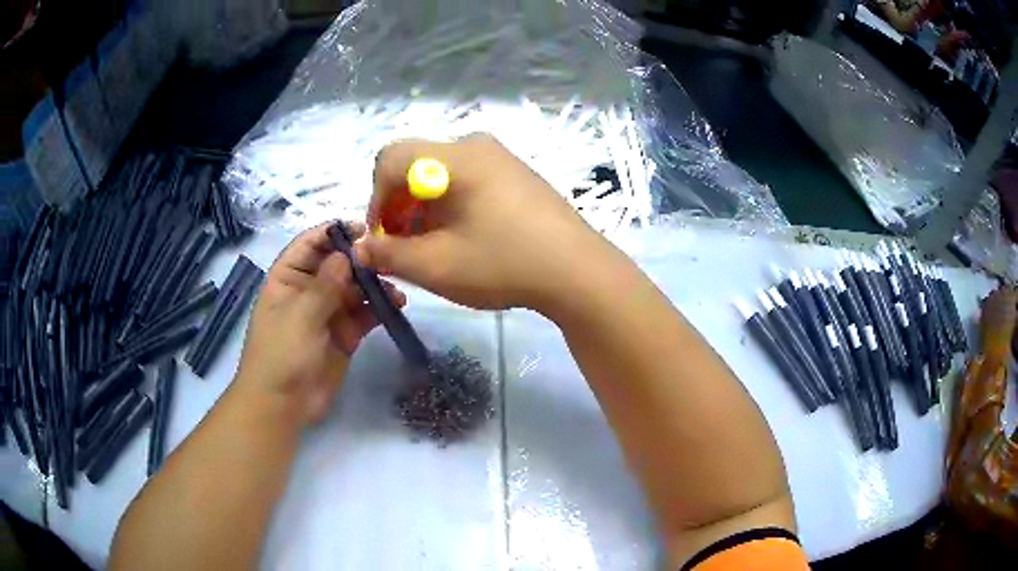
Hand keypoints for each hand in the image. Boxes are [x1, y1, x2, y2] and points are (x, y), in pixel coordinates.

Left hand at [236, 223, 405, 425]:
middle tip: (389, 259)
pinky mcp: (345, 334)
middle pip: (338, 264)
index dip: (334, 233)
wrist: (284, 405)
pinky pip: (365, 314)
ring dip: (375, 285)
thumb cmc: (281, 354)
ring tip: (395, 288)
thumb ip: (326, 284)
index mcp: (288, 278)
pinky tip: (396, 305)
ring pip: (355, 288)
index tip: (364, 229)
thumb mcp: (300, 316)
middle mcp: (309, 290)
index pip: (311, 244)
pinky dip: (380, 308)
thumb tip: (348, 253)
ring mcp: (328, 312)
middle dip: (362, 260)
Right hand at [355, 133, 610, 312]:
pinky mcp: (516, 173)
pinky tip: (464, 236)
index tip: (381, 237)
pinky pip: (467, 178)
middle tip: (404, 246)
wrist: (579, 272)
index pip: (390, 159)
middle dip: (399, 206)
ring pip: (441, 173)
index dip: (375, 199)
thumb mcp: (436, 266)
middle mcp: (476, 145)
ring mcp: (501, 157)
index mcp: (455, 157)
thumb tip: (361, 249)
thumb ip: (389, 254)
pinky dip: (450, 203)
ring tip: (433, 246)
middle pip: (415, 164)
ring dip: (424, 207)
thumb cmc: (504, 264)